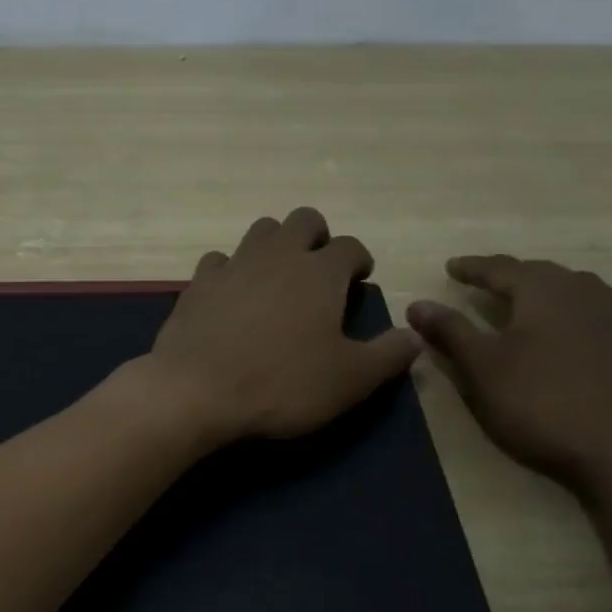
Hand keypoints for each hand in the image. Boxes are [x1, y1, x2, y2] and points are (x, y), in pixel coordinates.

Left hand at [140, 207, 421, 445]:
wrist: (196, 391)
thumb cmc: (282, 385)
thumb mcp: (350, 380)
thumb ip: (388, 355)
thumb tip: (414, 336)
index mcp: (319, 272)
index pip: (350, 246)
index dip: (359, 260)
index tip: (359, 280)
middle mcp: (277, 255)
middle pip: (303, 220)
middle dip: (317, 237)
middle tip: (319, 271)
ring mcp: (233, 265)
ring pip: (260, 230)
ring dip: (275, 245)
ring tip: (277, 279)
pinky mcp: (197, 284)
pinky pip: (219, 260)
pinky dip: (231, 270)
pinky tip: (232, 295)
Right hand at [406, 255, 611, 491]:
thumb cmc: (542, 402)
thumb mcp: (482, 368)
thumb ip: (450, 331)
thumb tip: (417, 304)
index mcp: (544, 291)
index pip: (501, 268)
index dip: (473, 268)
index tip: (451, 267)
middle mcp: (585, 292)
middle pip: (541, 273)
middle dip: (510, 276)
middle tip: (486, 282)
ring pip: (574, 291)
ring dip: (543, 293)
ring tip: (525, 303)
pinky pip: (595, 315)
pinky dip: (569, 316)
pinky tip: (565, 337)